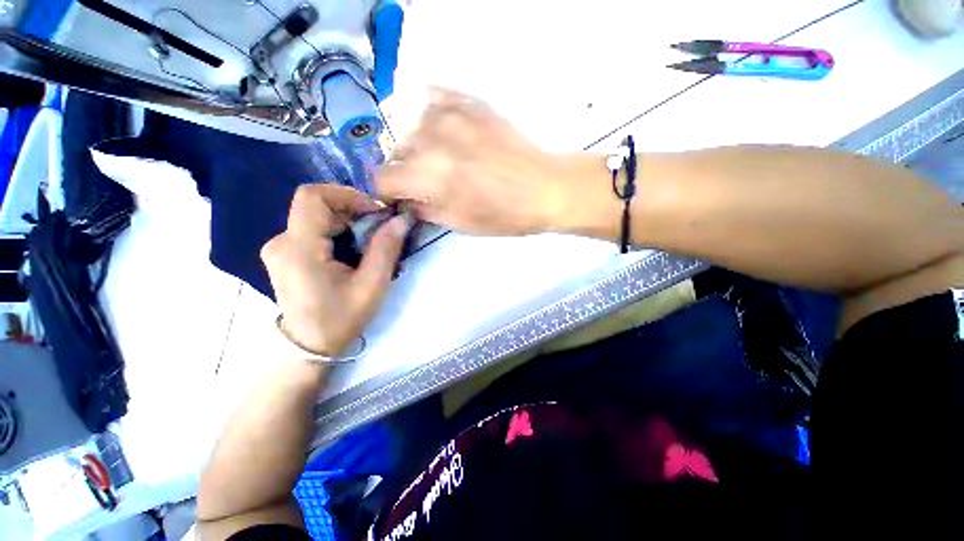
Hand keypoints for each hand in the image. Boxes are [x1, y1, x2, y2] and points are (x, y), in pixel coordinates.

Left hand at [260, 184, 409, 355]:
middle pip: (316, 204)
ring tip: (369, 240)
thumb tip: (401, 219)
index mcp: (299, 250)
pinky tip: (352, 248)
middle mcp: (281, 242)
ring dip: (347, 220)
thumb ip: (385, 249)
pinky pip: (312, 227)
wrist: (309, 344)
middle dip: (353, 209)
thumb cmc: (341, 319)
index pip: (313, 197)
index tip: (376, 211)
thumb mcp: (371, 286)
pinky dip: (337, 229)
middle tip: (380, 227)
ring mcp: (279, 246)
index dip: (348, 195)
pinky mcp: (284, 251)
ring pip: (316, 215)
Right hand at [376, 88, 603, 235]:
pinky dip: (431, 114)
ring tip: (440, 158)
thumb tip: (406, 202)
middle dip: (405, 171)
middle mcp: (431, 139)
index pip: (382, 179)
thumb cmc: (504, 214)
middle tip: (425, 182)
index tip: (398, 197)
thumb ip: (425, 210)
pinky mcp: (470, 102)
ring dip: (418, 146)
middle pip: (395, 153)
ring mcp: (451, 114)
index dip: (387, 192)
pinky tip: (442, 128)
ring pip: (411, 127)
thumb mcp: (460, 223)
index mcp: (429, 176)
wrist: (544, 188)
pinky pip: (434, 98)